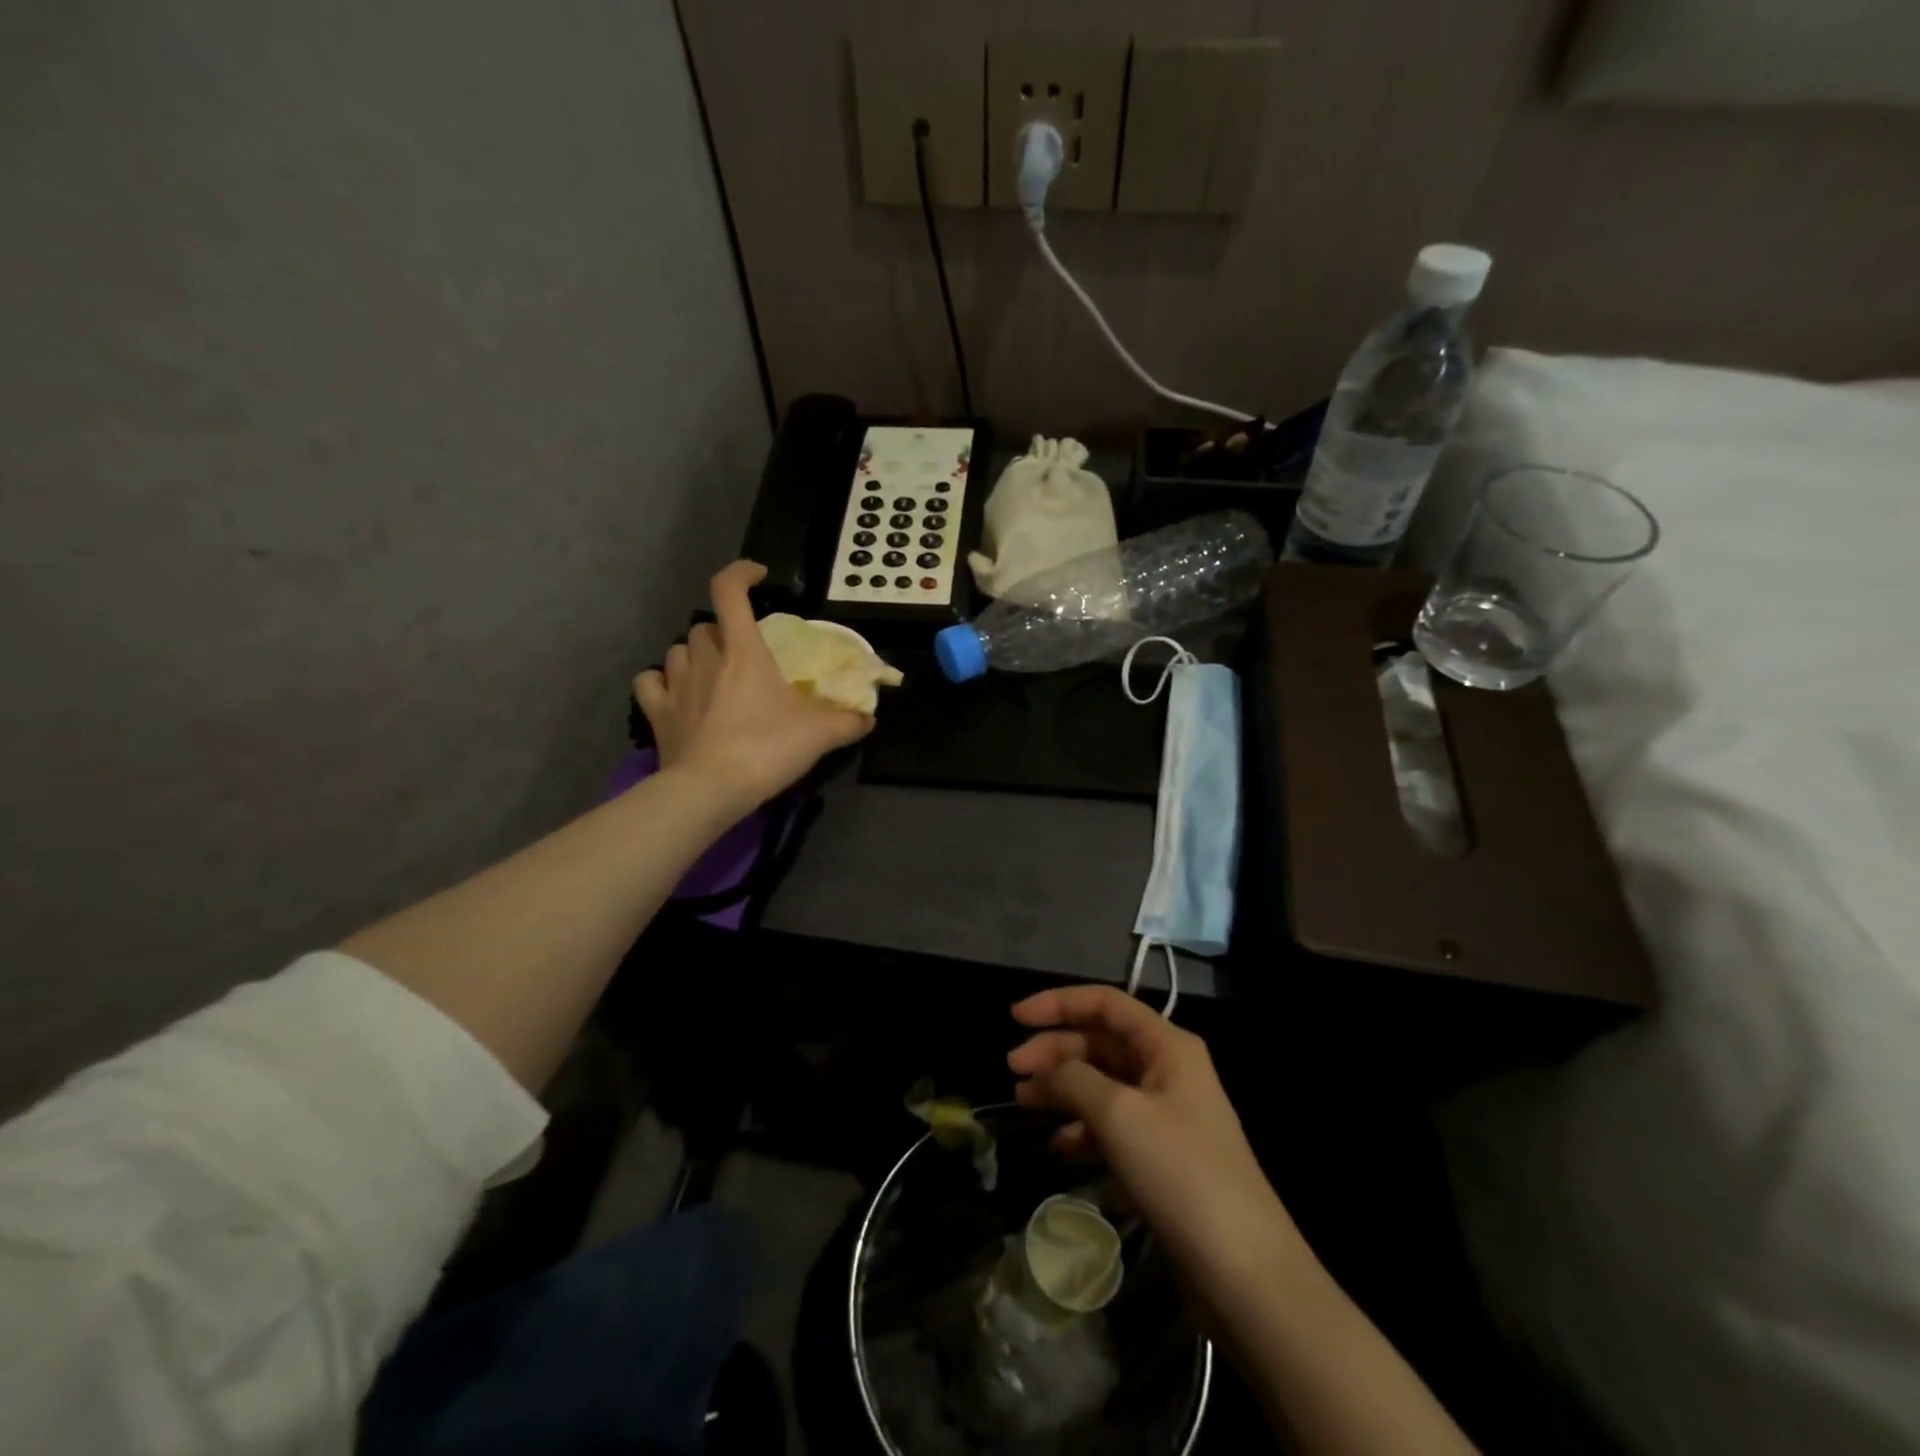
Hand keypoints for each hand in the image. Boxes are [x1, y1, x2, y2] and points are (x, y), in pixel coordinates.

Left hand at [634, 561, 872, 811]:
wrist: (710, 790)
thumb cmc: (767, 749)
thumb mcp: (820, 735)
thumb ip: (848, 722)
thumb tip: (869, 719)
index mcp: (744, 651)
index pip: (729, 591)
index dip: (741, 573)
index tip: (759, 577)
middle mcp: (705, 658)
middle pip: (705, 626)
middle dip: (723, 632)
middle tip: (744, 654)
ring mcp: (676, 684)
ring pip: (678, 650)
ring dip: (695, 656)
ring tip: (713, 675)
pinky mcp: (656, 712)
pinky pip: (651, 682)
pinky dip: (661, 681)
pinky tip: (675, 693)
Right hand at [1008, 986, 1300, 1320]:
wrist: (1246, 1273)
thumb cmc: (1181, 1175)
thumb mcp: (1119, 1116)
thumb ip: (1074, 1079)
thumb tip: (1046, 1069)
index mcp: (1167, 1046)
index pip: (1105, 1003)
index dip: (1058, 1003)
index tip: (1014, 1018)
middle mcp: (1168, 1070)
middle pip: (1100, 1042)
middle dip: (1055, 1050)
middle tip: (1012, 1070)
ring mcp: (1167, 1115)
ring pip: (1103, 1084)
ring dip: (1063, 1088)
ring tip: (1024, 1104)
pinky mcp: (1162, 1157)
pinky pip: (1113, 1125)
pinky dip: (1084, 1129)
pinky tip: (1061, 1147)